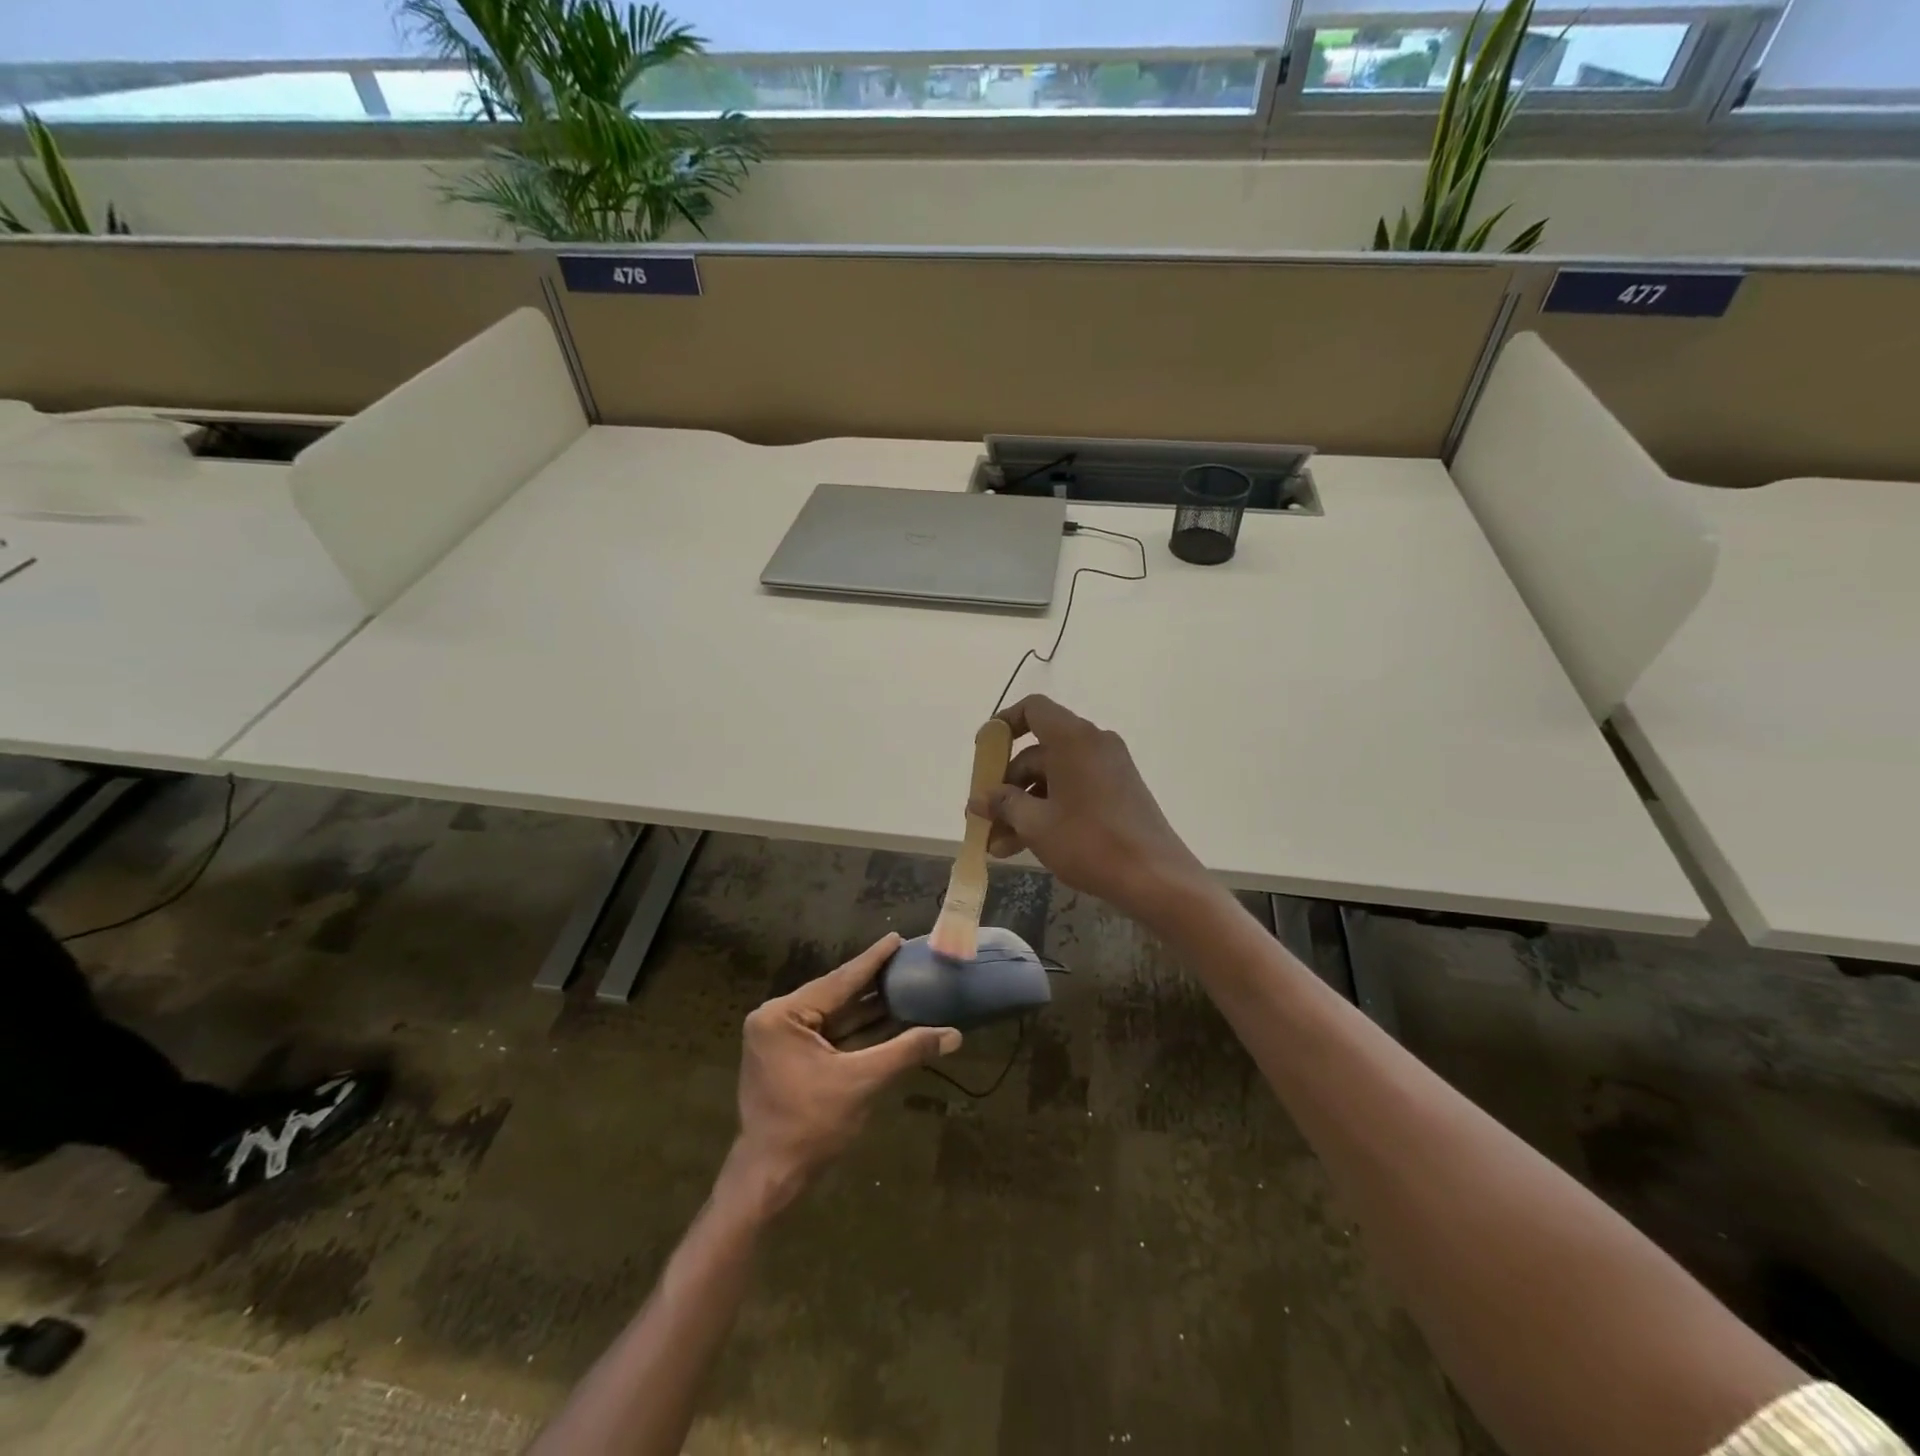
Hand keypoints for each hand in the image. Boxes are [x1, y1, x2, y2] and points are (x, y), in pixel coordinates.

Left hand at [727, 933, 959, 1212]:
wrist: (771, 1178)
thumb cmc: (811, 1126)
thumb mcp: (862, 1082)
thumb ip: (906, 1051)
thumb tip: (954, 1035)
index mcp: (783, 1016)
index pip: (838, 981)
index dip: (872, 961)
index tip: (896, 938)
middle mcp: (777, 1019)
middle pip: (836, 996)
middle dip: (873, 983)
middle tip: (906, 960)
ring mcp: (781, 1039)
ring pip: (834, 1016)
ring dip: (868, 1008)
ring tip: (903, 984)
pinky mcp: (789, 1057)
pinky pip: (829, 1034)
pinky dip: (856, 1030)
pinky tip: (887, 1017)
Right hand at [967, 695, 1209, 921]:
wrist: (1155, 878)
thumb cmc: (1089, 842)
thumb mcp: (1036, 824)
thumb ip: (1003, 804)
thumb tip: (979, 799)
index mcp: (1074, 739)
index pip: (1033, 709)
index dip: (1004, 724)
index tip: (983, 751)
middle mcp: (1093, 744)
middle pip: (1038, 752)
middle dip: (1007, 786)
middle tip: (985, 818)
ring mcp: (1108, 769)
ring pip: (1053, 778)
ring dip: (1024, 806)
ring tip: (999, 846)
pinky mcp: (1118, 793)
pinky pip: (1073, 790)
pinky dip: (1048, 811)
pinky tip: (1026, 845)